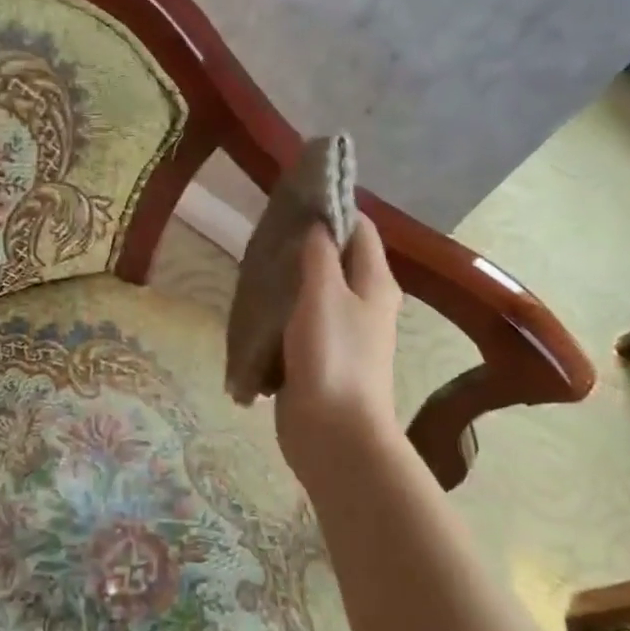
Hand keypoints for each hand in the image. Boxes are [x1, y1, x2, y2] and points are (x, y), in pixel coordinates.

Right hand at [274, 218, 403, 482]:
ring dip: (290, 278)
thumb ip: (319, 254)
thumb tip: (318, 222)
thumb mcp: (323, 295)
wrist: (334, 434)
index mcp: (374, 282)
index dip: (334, 207)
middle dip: (305, 242)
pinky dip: (282, 310)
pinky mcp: (320, 356)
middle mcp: (364, 302)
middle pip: (337, 258)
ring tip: (255, 263)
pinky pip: (300, 322)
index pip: (360, 228)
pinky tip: (256, 305)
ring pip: (315, 291)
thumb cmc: (333, 357)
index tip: (296, 196)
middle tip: (266, 231)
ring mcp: (342, 332)